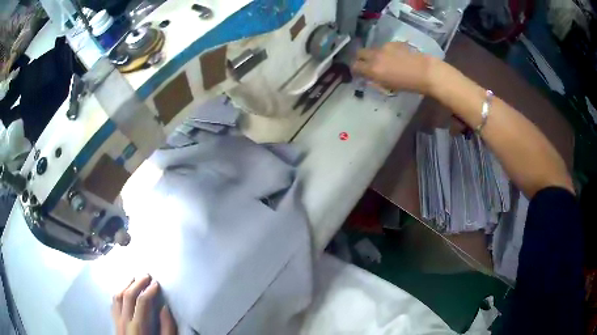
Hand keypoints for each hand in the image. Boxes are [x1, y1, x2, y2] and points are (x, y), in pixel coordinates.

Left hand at [112, 275, 176, 334]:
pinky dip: (118, 293)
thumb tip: (164, 308)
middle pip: (128, 295)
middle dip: (138, 283)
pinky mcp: (114, 323)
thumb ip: (167, 328)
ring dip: (126, 284)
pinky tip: (123, 290)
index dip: (149, 291)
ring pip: (117, 296)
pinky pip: (113, 303)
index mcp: (139, 327)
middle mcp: (124, 321)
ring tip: (134, 278)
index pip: (142, 302)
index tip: (157, 284)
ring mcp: (117, 321)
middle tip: (146, 275)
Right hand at [352, 42, 438, 94]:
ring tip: (384, 61)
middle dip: (361, 58)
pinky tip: (396, 57)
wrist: (427, 72)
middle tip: (368, 64)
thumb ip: (376, 80)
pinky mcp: (394, 43)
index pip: (355, 66)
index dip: (356, 70)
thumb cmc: (410, 85)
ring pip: (372, 49)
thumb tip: (369, 78)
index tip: (360, 73)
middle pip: (360, 52)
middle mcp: (375, 56)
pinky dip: (386, 51)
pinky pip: (384, 47)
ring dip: (374, 54)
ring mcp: (384, 47)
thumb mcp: (389, 86)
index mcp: (373, 69)